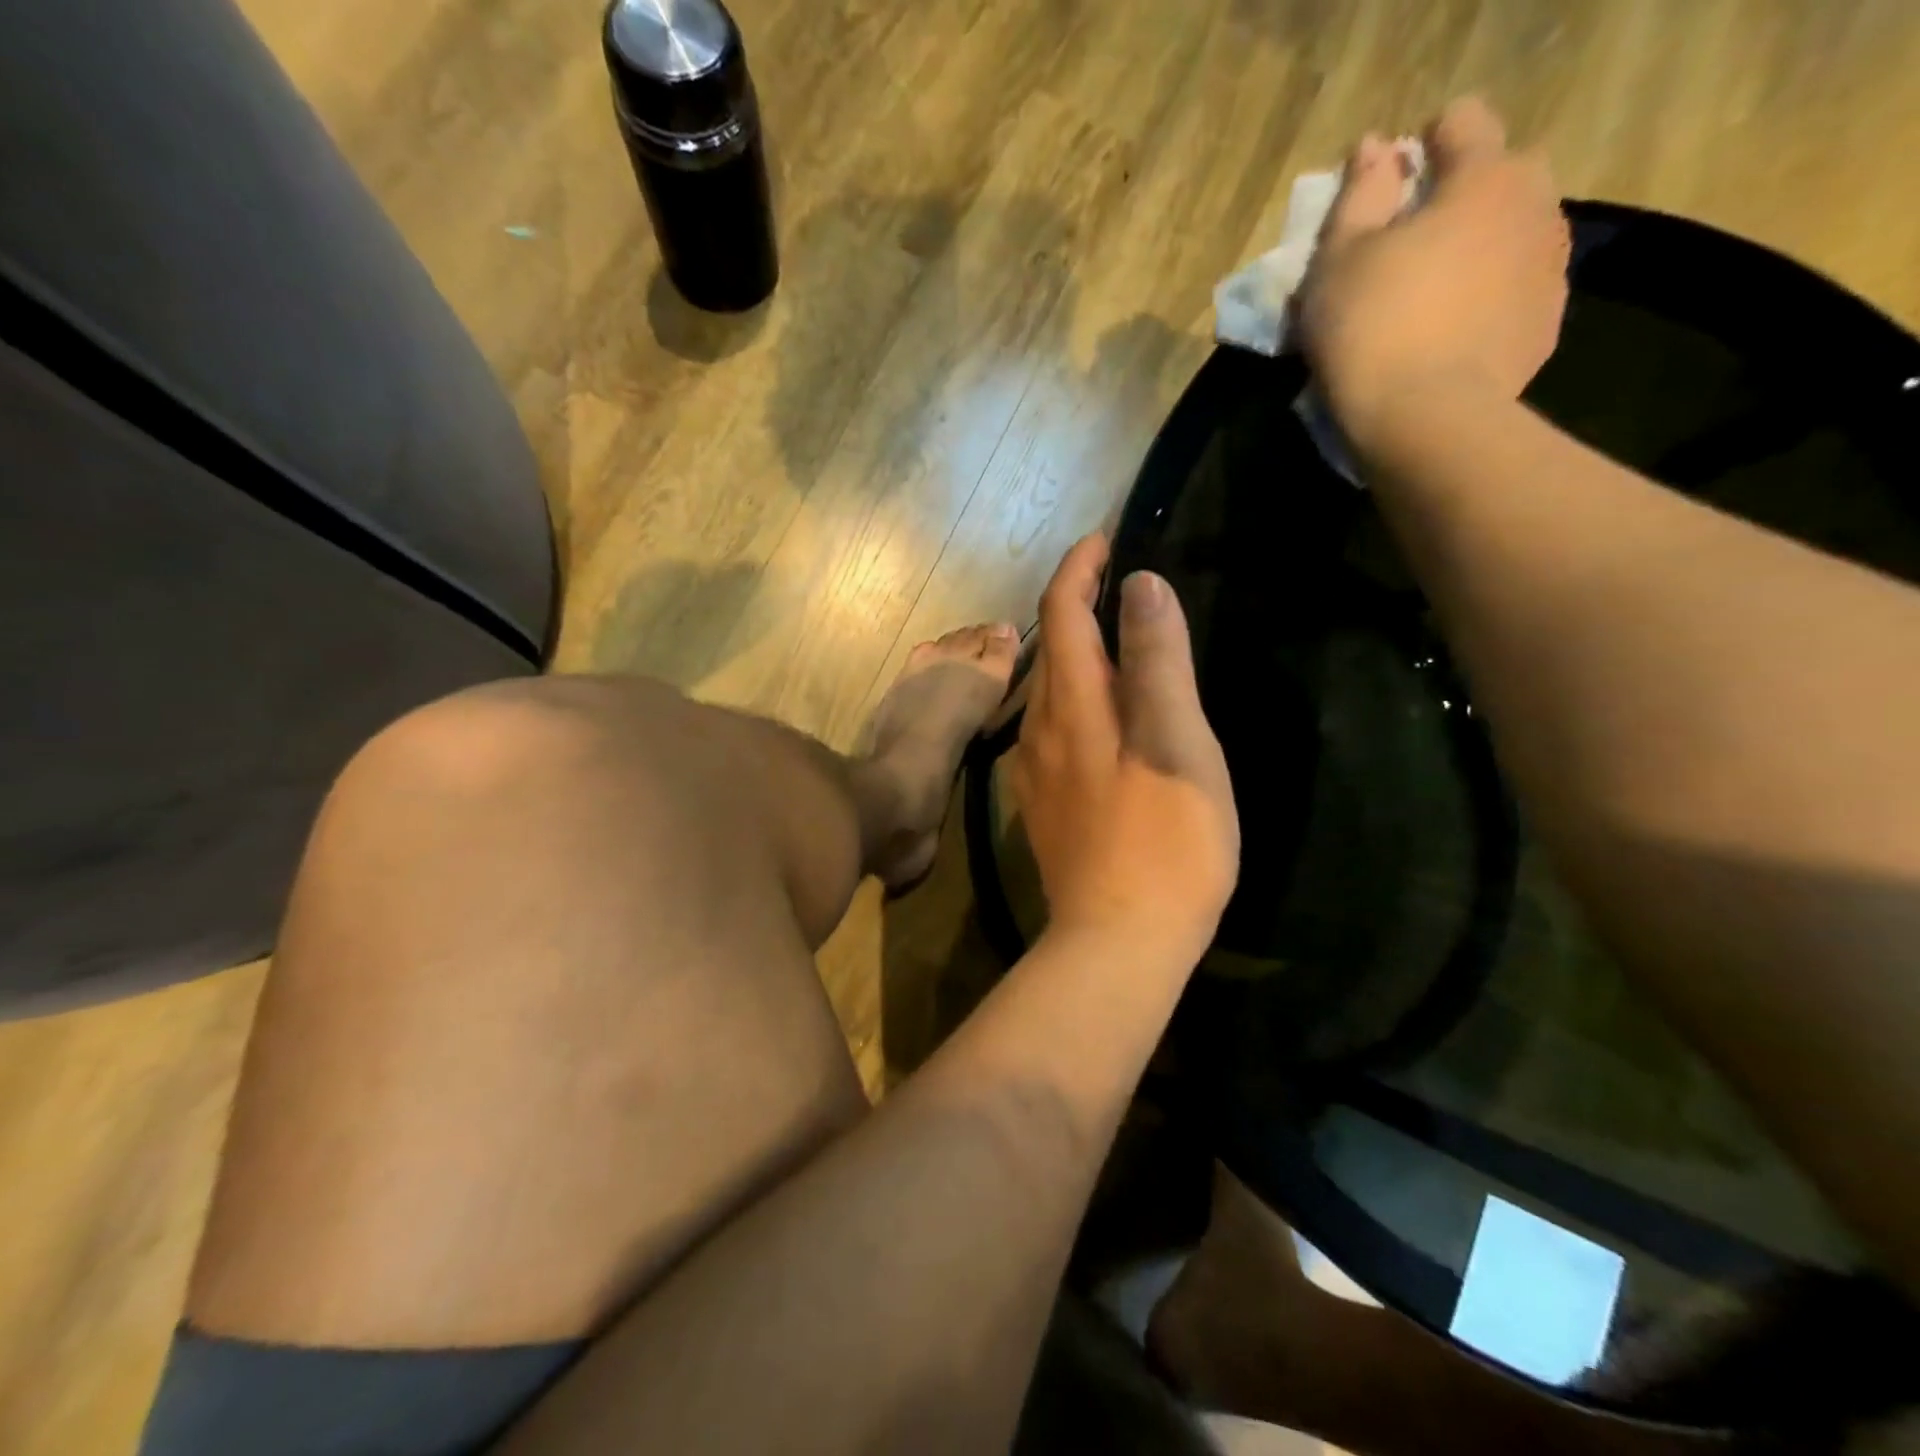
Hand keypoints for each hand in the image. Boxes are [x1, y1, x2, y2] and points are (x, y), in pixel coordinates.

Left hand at [1013, 535, 1238, 967]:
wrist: (1119, 941)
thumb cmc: (1165, 842)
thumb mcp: (1176, 742)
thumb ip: (1157, 662)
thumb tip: (1138, 585)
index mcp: (1072, 708)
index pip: (1061, 615)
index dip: (1078, 569)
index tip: (1104, 537)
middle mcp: (1040, 731)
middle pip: (1051, 651)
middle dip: (1076, 606)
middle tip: (1116, 583)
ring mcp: (1036, 772)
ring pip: (1050, 693)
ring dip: (1075, 654)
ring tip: (1116, 641)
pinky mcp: (1045, 805)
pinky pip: (1054, 730)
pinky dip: (1077, 700)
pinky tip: (1103, 717)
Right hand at [1301, 97, 1570, 443]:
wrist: (1425, 422)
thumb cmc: (1370, 331)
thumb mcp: (1338, 262)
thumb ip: (1358, 195)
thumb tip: (1375, 148)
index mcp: (1483, 177)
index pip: (1461, 122)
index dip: (1419, 148)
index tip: (1386, 192)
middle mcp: (1533, 205)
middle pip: (1500, 173)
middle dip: (1459, 196)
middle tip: (1408, 248)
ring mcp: (1549, 266)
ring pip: (1513, 234)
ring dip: (1477, 249)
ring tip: (1431, 299)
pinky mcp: (1547, 323)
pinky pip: (1516, 289)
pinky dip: (1488, 298)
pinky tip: (1451, 336)